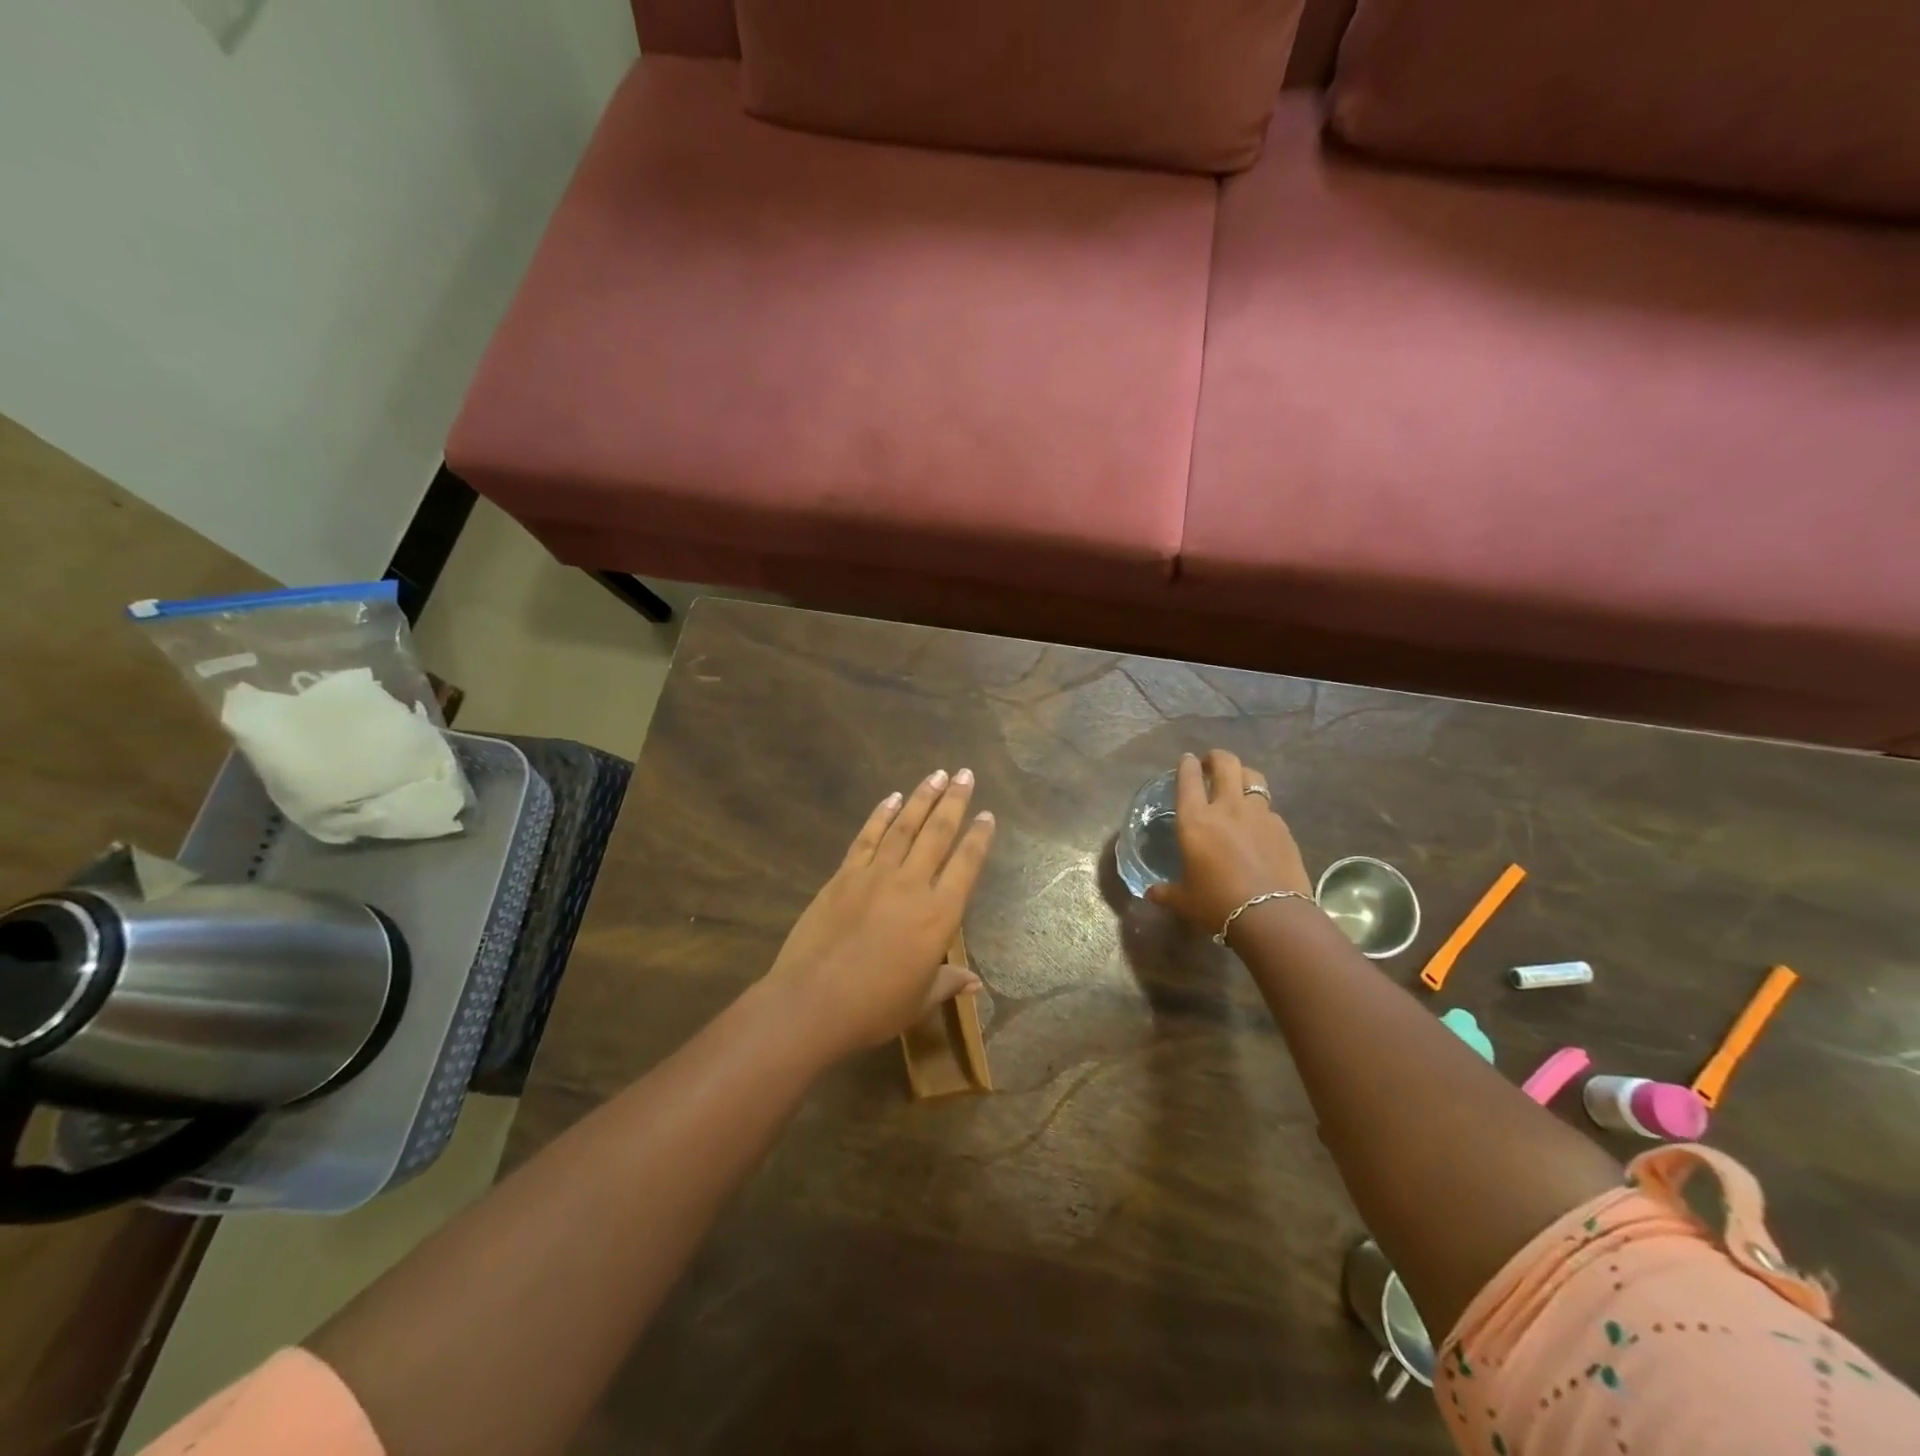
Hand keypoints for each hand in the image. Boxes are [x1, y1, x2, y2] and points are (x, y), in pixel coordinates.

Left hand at [763, 768, 996, 1061]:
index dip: (979, 837)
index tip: (988, 815)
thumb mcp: (919, 1000)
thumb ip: (948, 983)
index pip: (967, 865)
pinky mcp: (844, 875)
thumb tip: (976, 983)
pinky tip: (892, 798)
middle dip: (954, 801)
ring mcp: (875, 875)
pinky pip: (867, 837)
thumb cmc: (874, 1007)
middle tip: (965, 774)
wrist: (812, 1002)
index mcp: (939, 915)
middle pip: (938, 833)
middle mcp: (912, 885)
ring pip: (905, 827)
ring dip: (922, 798)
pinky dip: (881, 815)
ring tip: (936, 774)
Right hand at [1146, 750, 1311, 935]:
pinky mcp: (1282, 828)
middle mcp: (1227, 808)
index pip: (1188, 779)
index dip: (1186, 765)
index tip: (1187, 760)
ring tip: (1239, 784)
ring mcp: (1259, 815)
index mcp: (1195, 820)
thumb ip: (1167, 892)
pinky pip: (1269, 809)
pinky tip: (1259, 825)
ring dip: (1243, 775)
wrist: (1271, 916)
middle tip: (1211, 763)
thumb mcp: (1185, 900)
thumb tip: (1151, 893)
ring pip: (1253, 778)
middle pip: (1226, 764)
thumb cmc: (1217, 904)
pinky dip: (1261, 809)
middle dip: (1217, 757)